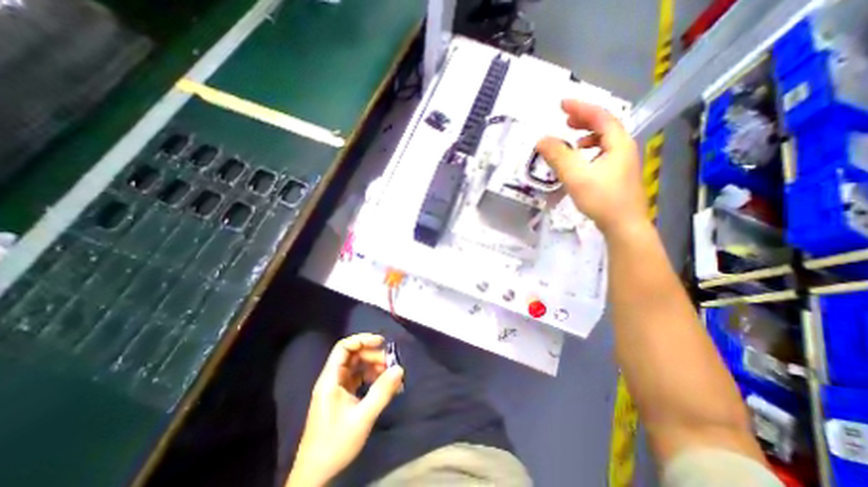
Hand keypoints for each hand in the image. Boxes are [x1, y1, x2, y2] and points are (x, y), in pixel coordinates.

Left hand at [286, 333, 404, 484]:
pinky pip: (359, 379)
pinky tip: (383, 386)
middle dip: (373, 356)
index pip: (344, 347)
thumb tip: (399, 369)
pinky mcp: (342, 397)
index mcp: (330, 379)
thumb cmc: (335, 443)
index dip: (362, 340)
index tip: (381, 342)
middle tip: (391, 363)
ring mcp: (337, 388)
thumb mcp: (362, 417)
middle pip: (353, 356)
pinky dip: (371, 378)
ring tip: (390, 376)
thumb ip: (381, 392)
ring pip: (357, 367)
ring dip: (374, 367)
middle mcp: (332, 379)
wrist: (315, 474)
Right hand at [534, 99, 647, 236]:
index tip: (561, 104)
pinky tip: (580, 162)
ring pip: (604, 140)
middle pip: (605, 126)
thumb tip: (541, 140)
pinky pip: (602, 154)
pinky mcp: (617, 175)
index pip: (600, 116)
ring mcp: (622, 162)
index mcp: (618, 143)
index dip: (581, 107)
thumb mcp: (576, 176)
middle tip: (565, 120)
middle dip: (584, 120)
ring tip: (572, 141)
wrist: (624, 226)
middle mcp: (623, 148)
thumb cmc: (602, 199)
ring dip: (587, 136)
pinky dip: (589, 151)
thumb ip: (558, 156)